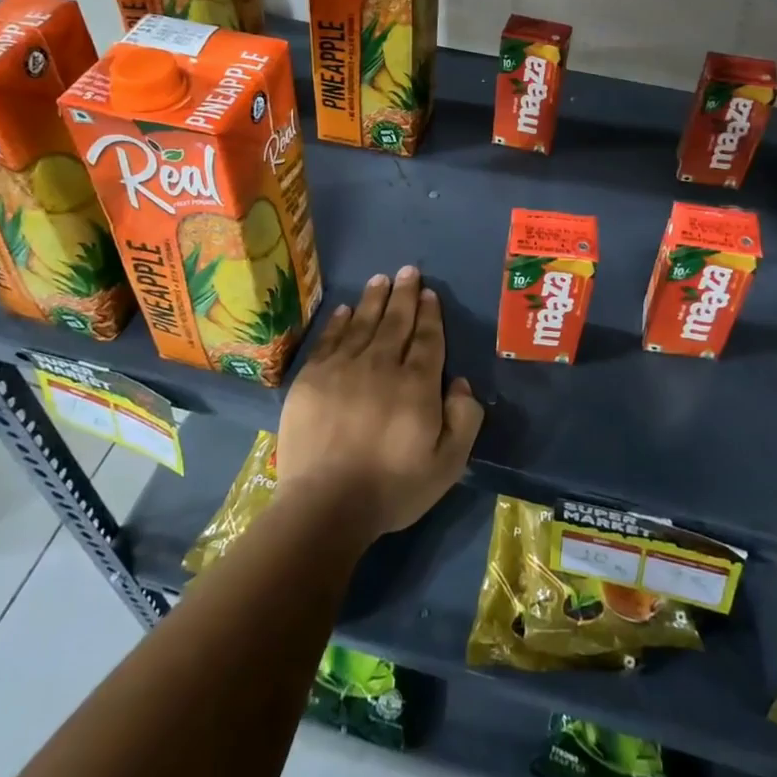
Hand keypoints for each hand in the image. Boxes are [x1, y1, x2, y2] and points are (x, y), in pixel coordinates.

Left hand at [276, 266, 483, 540]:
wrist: (325, 505)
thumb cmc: (392, 487)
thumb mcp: (448, 464)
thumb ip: (464, 419)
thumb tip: (459, 382)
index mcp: (417, 385)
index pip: (426, 339)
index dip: (429, 314)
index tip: (429, 293)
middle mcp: (381, 366)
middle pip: (395, 322)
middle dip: (404, 294)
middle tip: (408, 270)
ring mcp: (342, 369)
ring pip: (362, 324)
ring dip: (373, 299)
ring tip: (380, 279)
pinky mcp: (311, 379)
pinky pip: (329, 340)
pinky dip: (338, 322)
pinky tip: (344, 309)